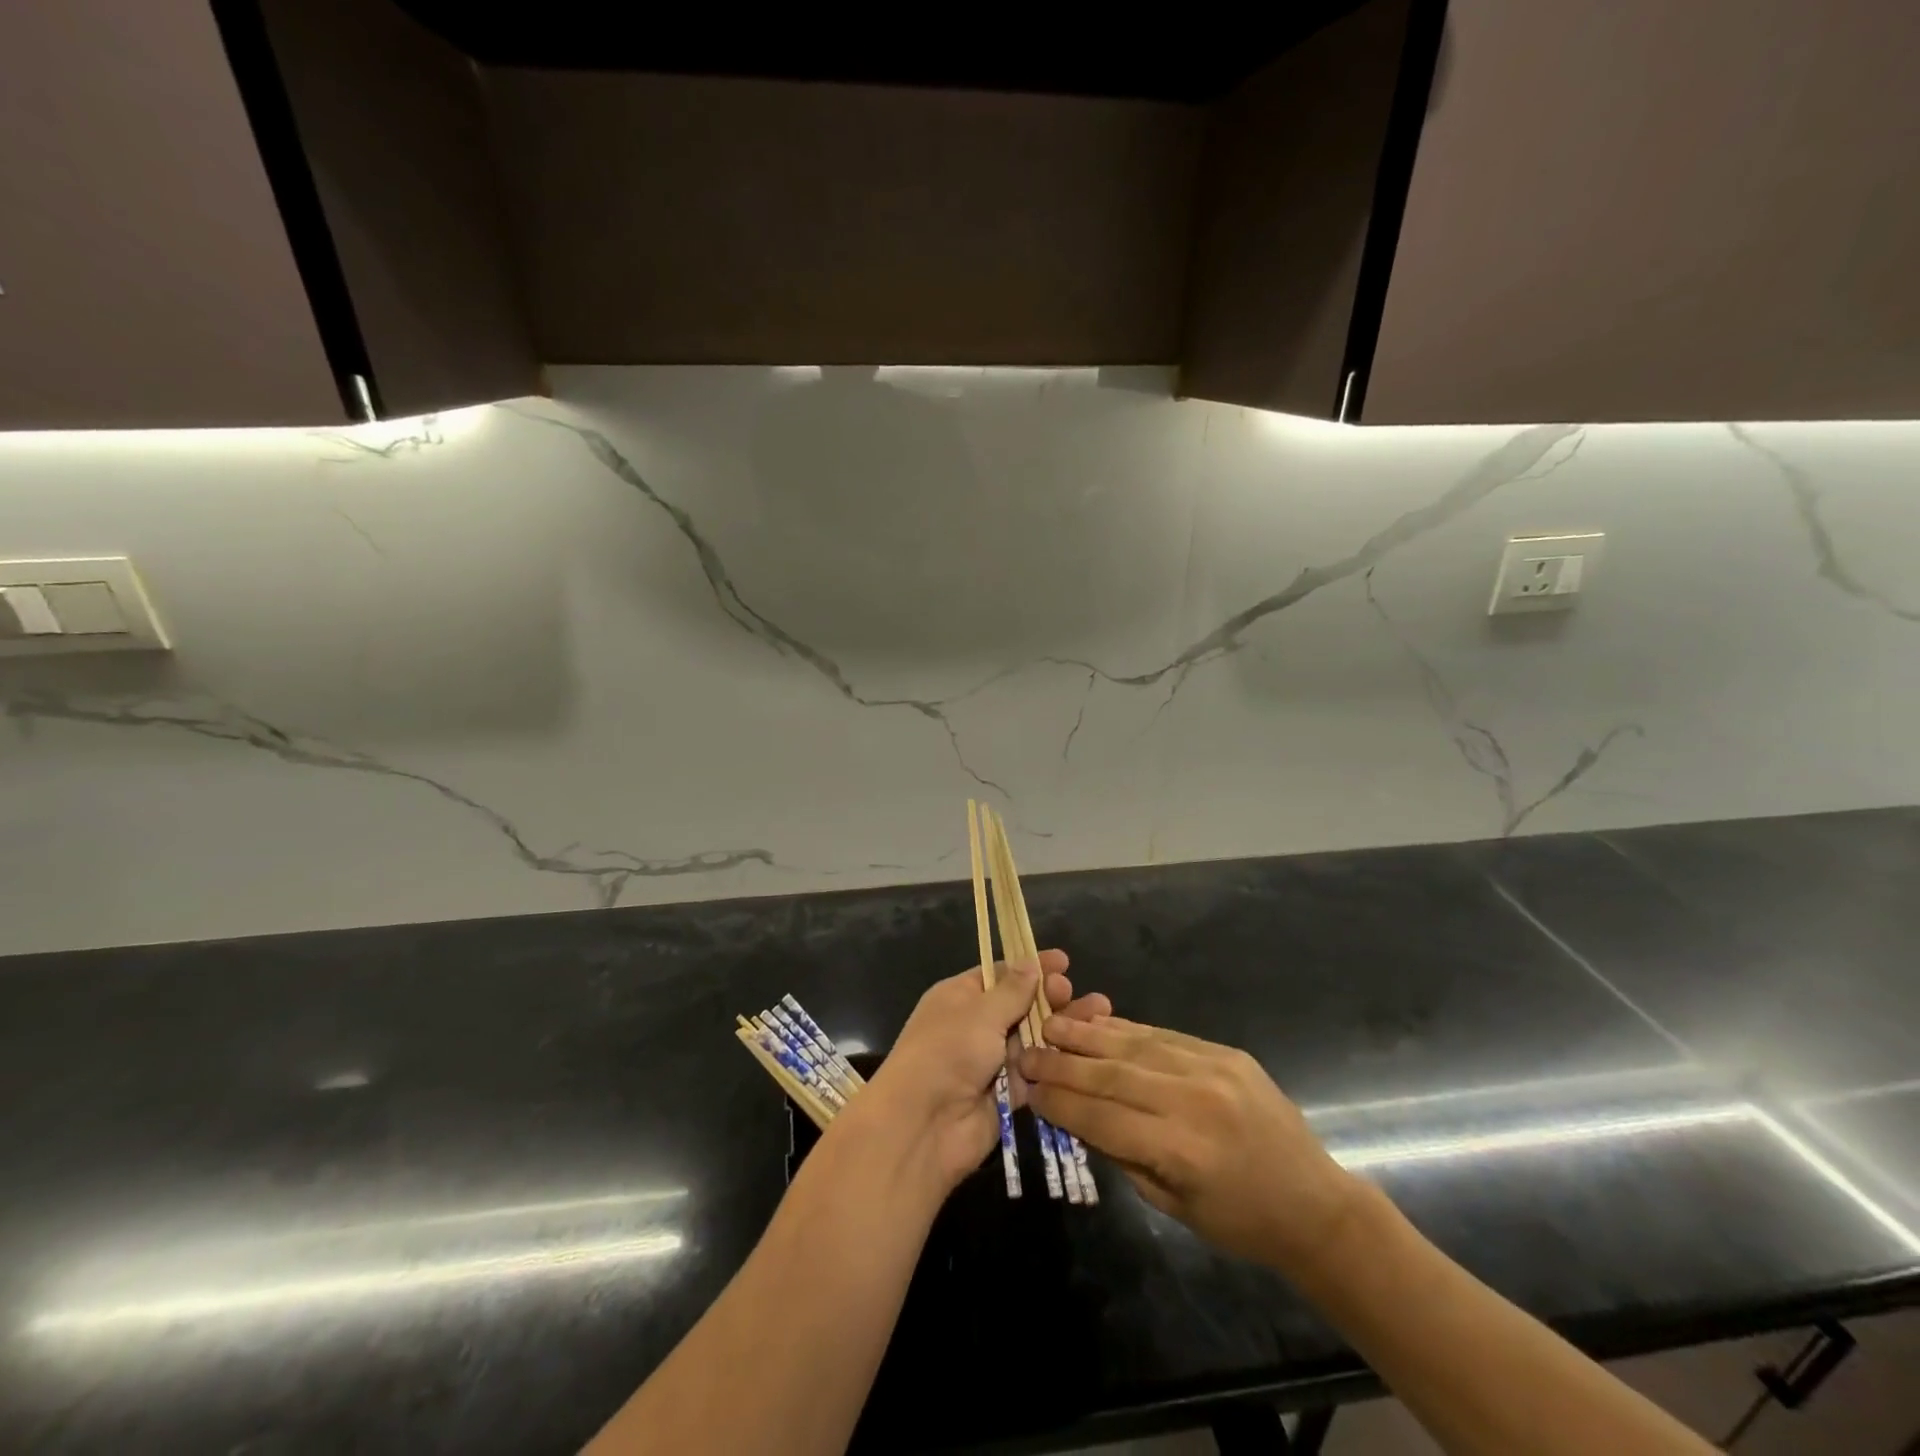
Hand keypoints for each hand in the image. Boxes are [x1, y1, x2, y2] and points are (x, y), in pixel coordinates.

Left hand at [846, 951, 1110, 1197]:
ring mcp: (991, 1061)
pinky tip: (1087, 1051)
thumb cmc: (947, 1052)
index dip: (1031, 967)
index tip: (1064, 961)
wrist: (923, 1125)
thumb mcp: (980, 1012)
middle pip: (1020, 1005)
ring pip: (1033, 1039)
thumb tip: (1031, 962)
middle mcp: (975, 1025)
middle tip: (1074, 992)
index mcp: (960, 997)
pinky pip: (1036, 1072)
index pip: (1000, 974)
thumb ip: (1012, 990)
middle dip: (1050, 997)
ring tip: (1098, 1015)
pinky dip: (1058, 1063)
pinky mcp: (1007, 1094)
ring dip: (1061, 1028)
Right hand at [1020, 1017, 1361, 1273]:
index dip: (1060, 1103)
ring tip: (1053, 1024)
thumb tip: (1077, 1115)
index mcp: (1181, 1151)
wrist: (1314, 1203)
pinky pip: (1163, 1035)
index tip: (1028, 1089)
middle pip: (1111, 1075)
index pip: (1102, 1119)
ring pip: (1134, 1045)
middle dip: (1063, 1064)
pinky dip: (1125, 1029)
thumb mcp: (1173, 1205)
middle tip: (1027, 1051)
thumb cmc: (1240, 1221)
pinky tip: (1098, 1023)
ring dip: (1087, 1034)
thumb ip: (1123, 1156)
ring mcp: (1212, 1069)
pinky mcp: (1225, 1052)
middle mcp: (1193, 1101)